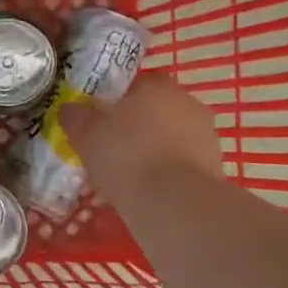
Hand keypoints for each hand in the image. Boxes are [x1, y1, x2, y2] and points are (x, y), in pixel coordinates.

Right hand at [57, 75, 224, 198]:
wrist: (174, 203)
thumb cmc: (126, 156)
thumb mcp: (86, 135)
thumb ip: (76, 117)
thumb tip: (70, 109)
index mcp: (159, 87)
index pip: (140, 83)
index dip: (121, 99)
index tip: (104, 118)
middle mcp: (189, 104)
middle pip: (159, 110)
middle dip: (140, 125)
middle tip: (114, 146)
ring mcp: (207, 137)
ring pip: (174, 137)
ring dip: (157, 149)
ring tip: (130, 174)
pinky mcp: (216, 169)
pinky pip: (184, 164)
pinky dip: (169, 173)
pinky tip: (149, 190)